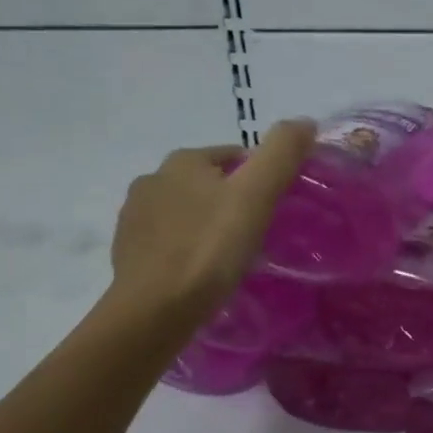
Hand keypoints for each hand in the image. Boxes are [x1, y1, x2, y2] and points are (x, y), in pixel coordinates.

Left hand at [106, 120, 314, 319]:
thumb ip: (282, 154)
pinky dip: (187, 249)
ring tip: (231, 257)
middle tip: (258, 234)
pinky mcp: (127, 253)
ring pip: (186, 212)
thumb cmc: (209, 249)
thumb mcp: (255, 196)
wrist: (154, 311)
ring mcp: (134, 218)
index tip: (276, 209)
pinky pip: (168, 241)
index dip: (260, 178)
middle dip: (232, 201)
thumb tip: (306, 121)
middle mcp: (151, 180)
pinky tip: (202, 273)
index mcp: (182, 161)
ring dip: (207, 225)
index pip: (233, 156)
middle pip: (208, 183)